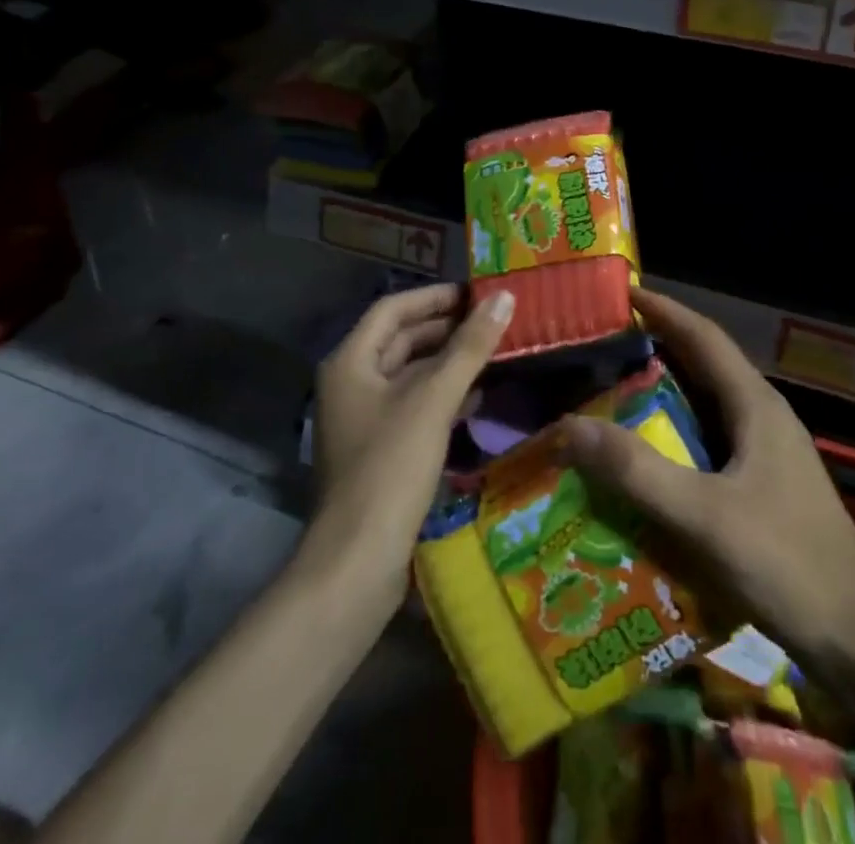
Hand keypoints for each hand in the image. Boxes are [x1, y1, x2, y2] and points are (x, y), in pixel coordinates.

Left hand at [304, 284, 514, 614]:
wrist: (357, 561)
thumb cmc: (391, 467)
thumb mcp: (434, 399)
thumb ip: (470, 347)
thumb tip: (504, 297)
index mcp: (351, 362)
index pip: (393, 309)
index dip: (434, 297)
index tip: (476, 293)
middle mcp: (351, 383)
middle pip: (401, 340)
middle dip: (446, 329)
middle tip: (493, 322)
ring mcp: (363, 420)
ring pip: (410, 375)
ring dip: (449, 363)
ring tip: (494, 354)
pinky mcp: (380, 451)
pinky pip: (414, 407)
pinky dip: (444, 397)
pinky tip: (478, 400)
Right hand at [557, 288, 854, 667]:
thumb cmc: (787, 564)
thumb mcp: (704, 515)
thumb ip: (637, 471)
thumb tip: (568, 425)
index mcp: (755, 405)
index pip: (703, 336)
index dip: (664, 310)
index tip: (622, 291)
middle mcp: (762, 418)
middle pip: (704, 365)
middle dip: (657, 346)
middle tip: (602, 343)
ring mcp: (767, 454)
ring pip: (706, 406)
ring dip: (664, 392)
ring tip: (611, 392)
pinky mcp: (765, 488)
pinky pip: (709, 443)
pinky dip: (674, 436)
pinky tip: (647, 459)